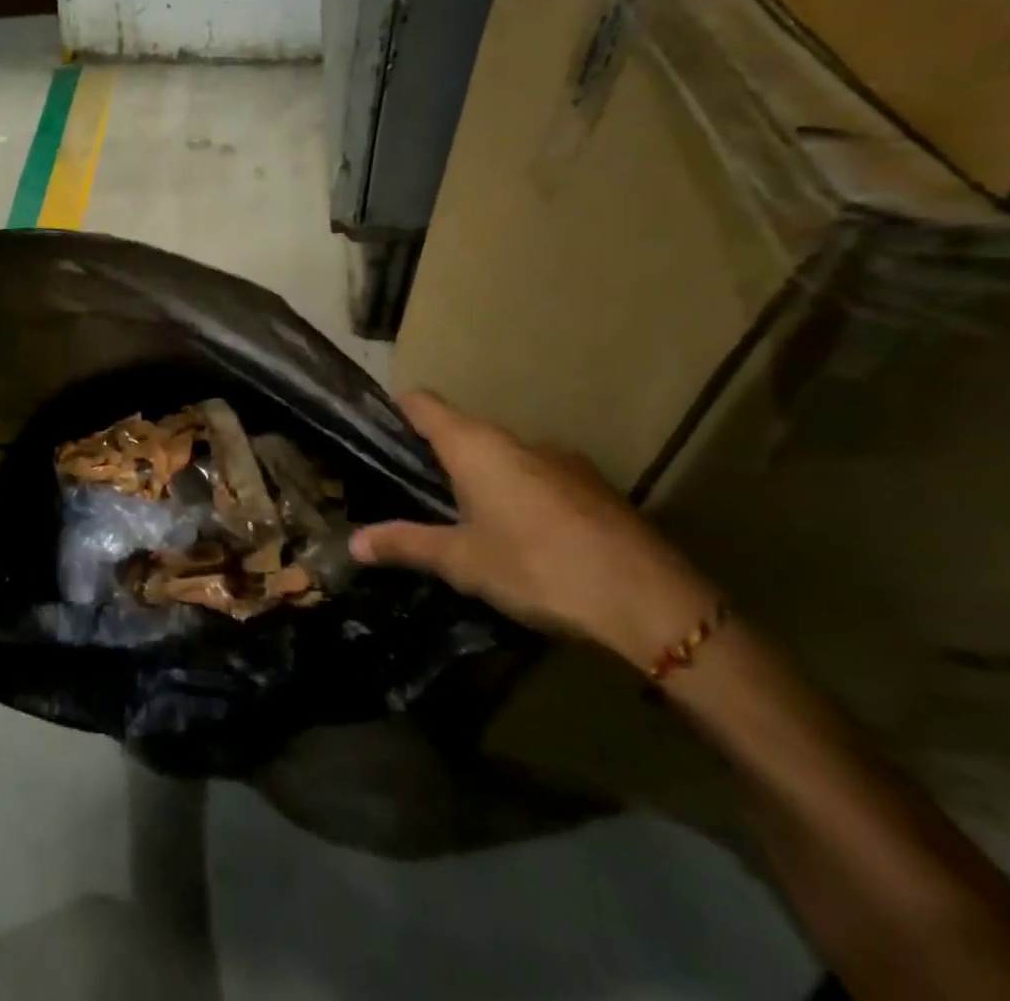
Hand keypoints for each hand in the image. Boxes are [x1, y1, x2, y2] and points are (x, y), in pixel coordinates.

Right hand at [351, 390, 720, 669]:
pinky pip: (538, 476)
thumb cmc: (539, 568)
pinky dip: (519, 492)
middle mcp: (516, 440)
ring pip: (503, 455)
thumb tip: (354, 543)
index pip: (423, 404)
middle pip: (462, 430)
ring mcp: (561, 460)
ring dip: (481, 476)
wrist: (655, 604)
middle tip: (414, 491)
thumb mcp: (463, 561)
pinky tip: (524, 536)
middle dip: (437, 454)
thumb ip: (406, 544)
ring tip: (466, 517)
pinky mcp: (594, 486)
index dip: (397, 412)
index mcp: (476, 446)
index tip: (379, 434)